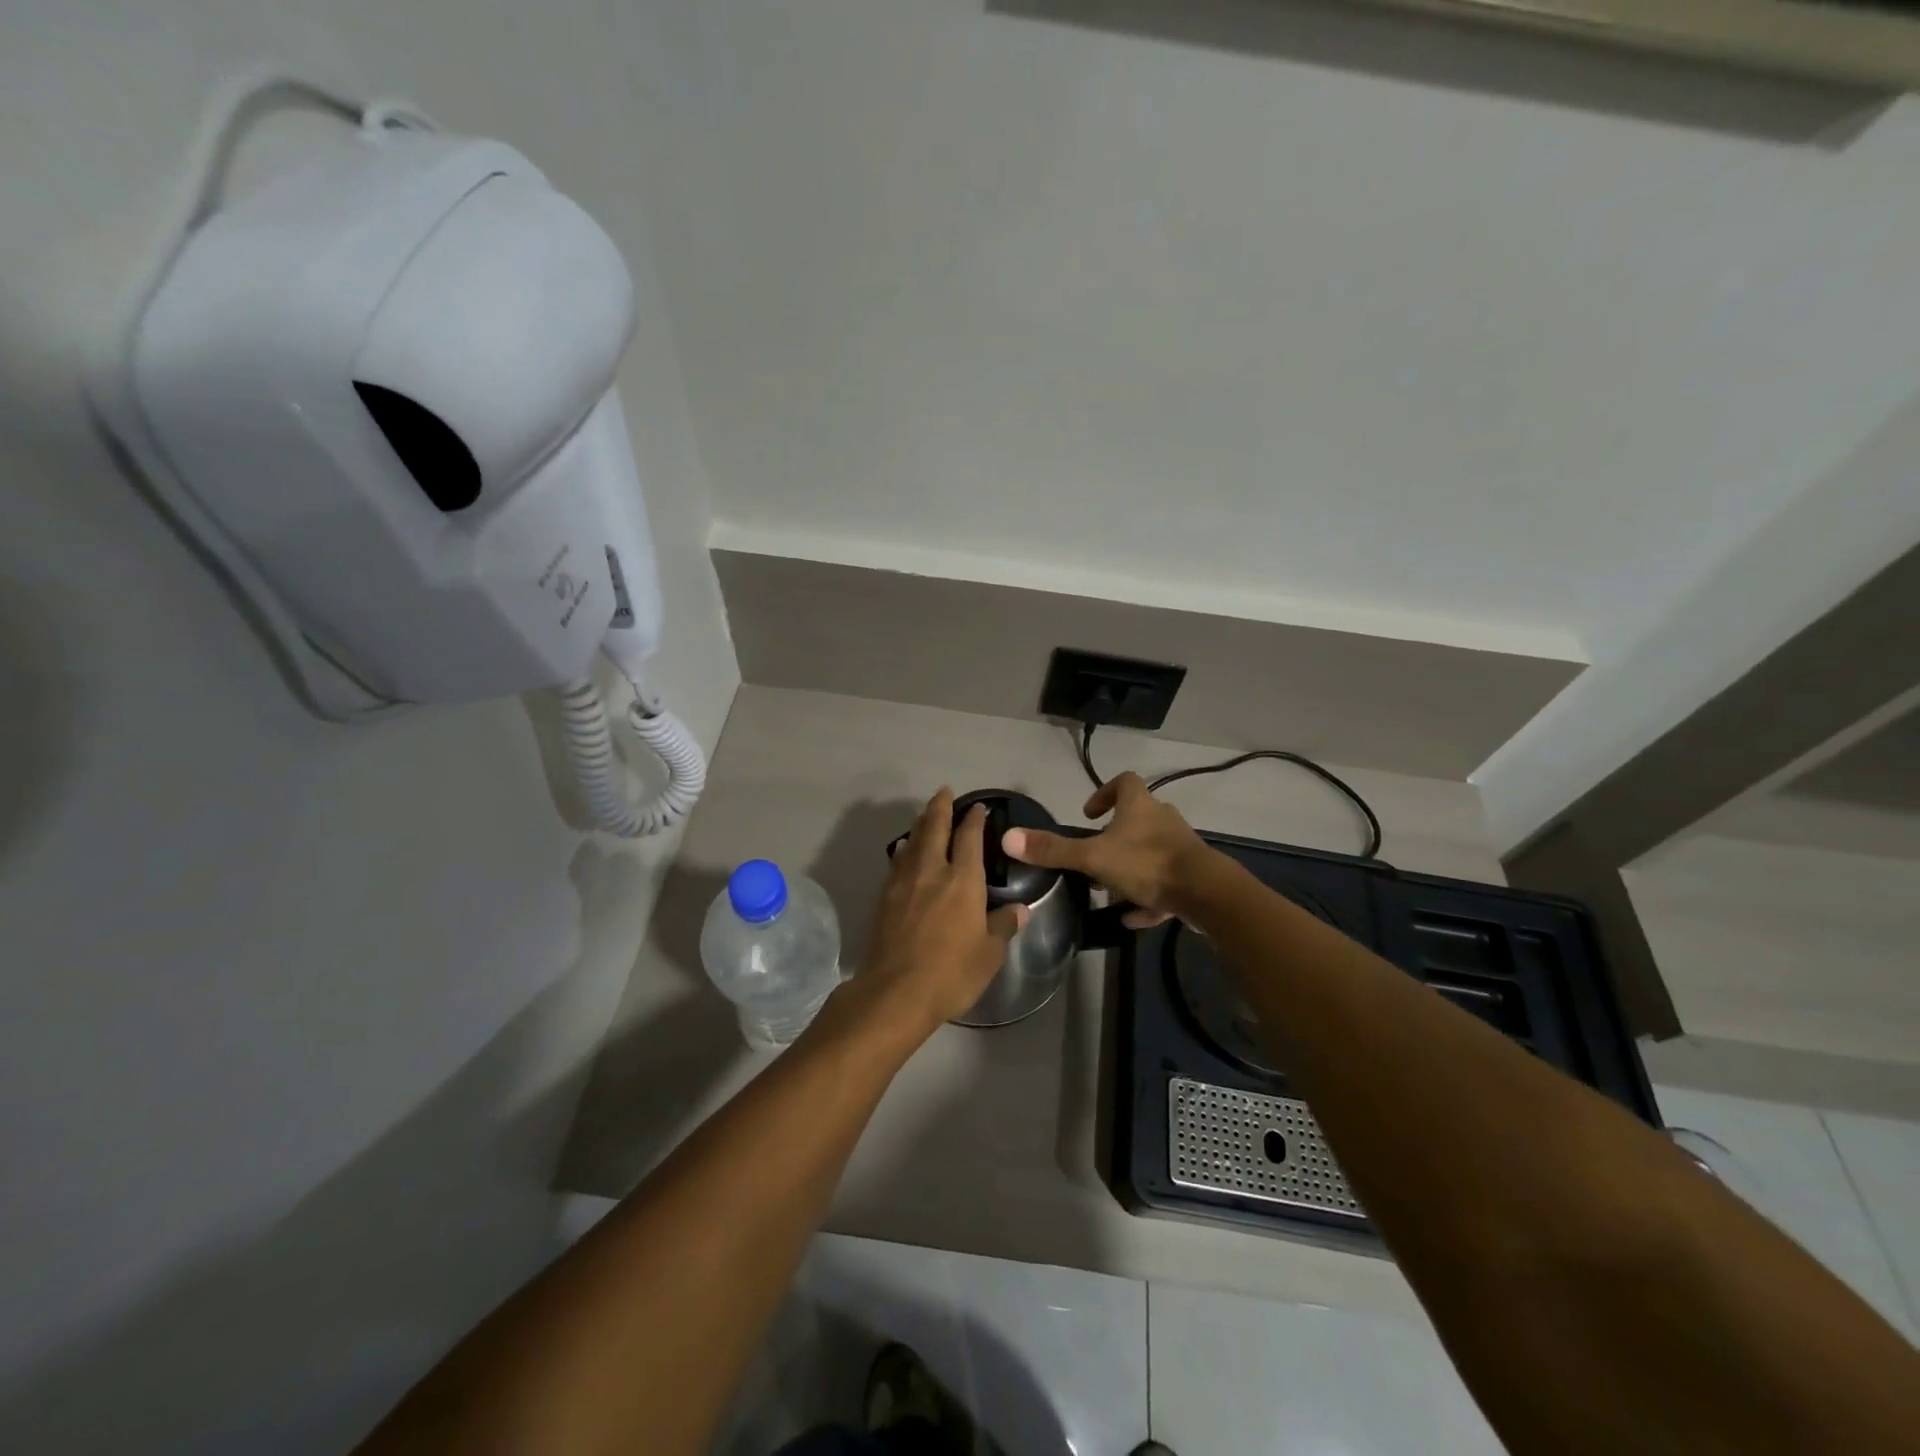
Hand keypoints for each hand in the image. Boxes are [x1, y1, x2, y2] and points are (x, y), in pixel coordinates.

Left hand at [840, 788, 1026, 1044]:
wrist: (895, 991)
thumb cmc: (951, 973)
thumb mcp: (989, 954)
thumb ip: (1003, 926)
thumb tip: (1019, 910)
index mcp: (963, 880)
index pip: (970, 838)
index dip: (974, 819)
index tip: (978, 806)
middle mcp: (932, 871)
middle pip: (935, 828)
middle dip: (941, 807)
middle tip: (944, 791)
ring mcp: (903, 882)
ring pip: (913, 841)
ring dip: (921, 824)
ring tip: (926, 815)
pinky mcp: (884, 897)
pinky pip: (897, 861)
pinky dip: (904, 849)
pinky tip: (903, 850)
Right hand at [1003, 773, 1216, 929]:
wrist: (1206, 893)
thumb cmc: (1147, 864)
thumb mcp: (1093, 857)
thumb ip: (1053, 850)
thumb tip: (1008, 838)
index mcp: (1140, 806)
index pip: (1124, 782)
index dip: (1104, 792)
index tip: (1088, 813)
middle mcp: (1163, 820)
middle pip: (1138, 818)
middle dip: (1116, 835)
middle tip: (1095, 854)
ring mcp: (1180, 848)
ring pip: (1152, 851)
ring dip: (1131, 867)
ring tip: (1111, 889)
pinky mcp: (1192, 876)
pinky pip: (1166, 883)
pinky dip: (1149, 896)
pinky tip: (1134, 917)